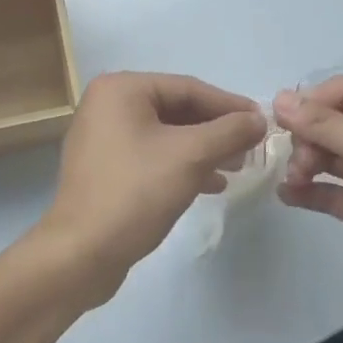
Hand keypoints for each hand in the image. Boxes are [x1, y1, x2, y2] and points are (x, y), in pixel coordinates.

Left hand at [33, 72, 264, 307]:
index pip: (188, 88)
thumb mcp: (190, 157)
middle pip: (177, 109)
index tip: (262, 121)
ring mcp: (104, 137)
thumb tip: (258, 119)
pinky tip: (211, 184)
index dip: (229, 105)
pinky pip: (152, 155)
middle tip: (252, 146)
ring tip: (238, 166)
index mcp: (121, 89)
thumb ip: (229, 132)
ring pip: (167, 134)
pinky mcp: (106, 168)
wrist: (80, 255)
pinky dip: (182, 165)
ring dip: (204, 149)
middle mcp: (108, 105)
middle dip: (216, 129)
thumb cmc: (135, 193)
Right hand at [274, 76, 342, 335]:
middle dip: (307, 136)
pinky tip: (286, 196)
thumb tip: (280, 98)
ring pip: (327, 157)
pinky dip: (307, 192)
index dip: (313, 101)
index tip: (285, 121)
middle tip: (298, 162)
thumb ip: (326, 124)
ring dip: (304, 163)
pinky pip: (328, 192)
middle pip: (331, 123)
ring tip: (295, 181)